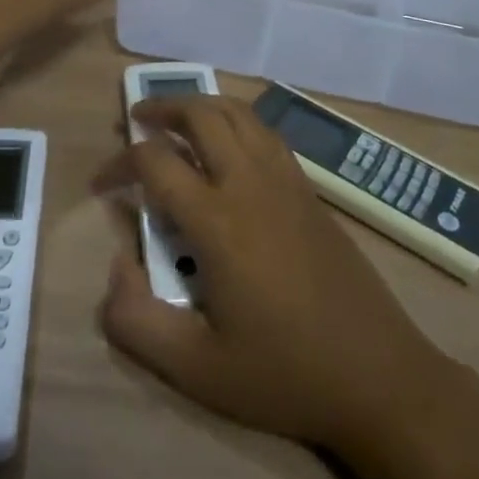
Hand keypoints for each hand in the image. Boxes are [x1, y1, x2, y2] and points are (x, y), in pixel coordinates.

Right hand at [94, 95, 454, 453]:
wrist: (376, 373)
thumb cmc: (283, 373)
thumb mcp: (197, 370)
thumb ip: (138, 323)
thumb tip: (115, 269)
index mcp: (218, 220)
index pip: (155, 163)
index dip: (119, 163)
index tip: (101, 182)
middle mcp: (250, 182)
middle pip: (201, 114)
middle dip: (162, 107)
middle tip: (136, 121)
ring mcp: (285, 178)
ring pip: (237, 112)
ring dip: (201, 104)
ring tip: (177, 120)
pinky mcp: (308, 186)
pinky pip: (265, 130)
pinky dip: (236, 118)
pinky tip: (228, 143)